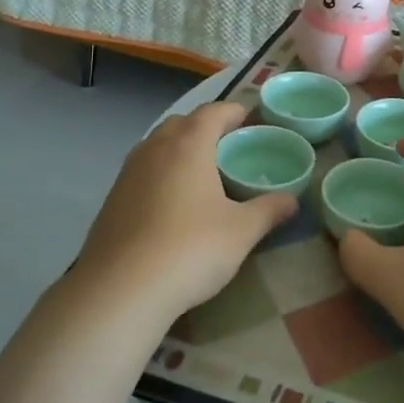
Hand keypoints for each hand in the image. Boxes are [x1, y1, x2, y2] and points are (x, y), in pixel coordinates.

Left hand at [73, 102, 296, 323]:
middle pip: (181, 123)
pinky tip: (171, 203)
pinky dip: (160, 174)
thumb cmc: (191, 249)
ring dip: (179, 149)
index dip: (233, 112)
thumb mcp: (242, 232)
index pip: (213, 112)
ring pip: (157, 146)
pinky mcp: (111, 199)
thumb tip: (292, 200)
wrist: (121, 290)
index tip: (249, 120)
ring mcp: (127, 173)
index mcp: (189, 145)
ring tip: (200, 173)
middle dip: (204, 127)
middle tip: (227, 146)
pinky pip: (142, 171)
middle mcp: (155, 149)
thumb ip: (269, 210)